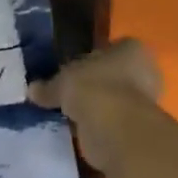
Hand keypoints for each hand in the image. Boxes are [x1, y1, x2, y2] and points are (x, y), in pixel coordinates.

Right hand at [29, 39, 162, 171]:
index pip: (111, 48)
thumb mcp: (61, 81)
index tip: (73, 68)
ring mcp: (145, 102)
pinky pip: (113, 121)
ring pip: (114, 99)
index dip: (91, 57)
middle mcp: (145, 72)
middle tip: (70, 90)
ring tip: (70, 112)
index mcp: (132, 49)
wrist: (114, 128)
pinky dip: (99, 124)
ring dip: (97, 106)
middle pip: (114, 74)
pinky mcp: (138, 128)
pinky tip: (78, 128)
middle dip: (95, 83)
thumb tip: (31, 89)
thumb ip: (48, 86)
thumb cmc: (93, 87)